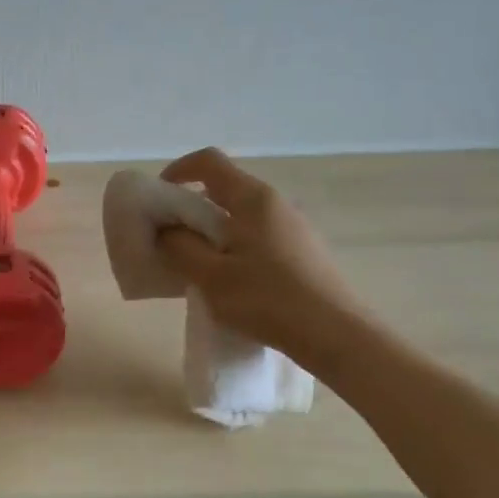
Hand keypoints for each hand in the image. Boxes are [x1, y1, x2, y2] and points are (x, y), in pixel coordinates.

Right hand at [157, 148, 372, 368]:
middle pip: (225, 188)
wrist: (338, 336)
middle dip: (191, 207)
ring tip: (198, 265)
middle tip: (172, 239)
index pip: (209, 161)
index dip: (178, 170)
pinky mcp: (304, 251)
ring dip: (212, 230)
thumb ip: (180, 247)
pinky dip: (234, 246)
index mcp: (252, 199)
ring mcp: (294, 227)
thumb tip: (167, 230)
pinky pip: (258, 236)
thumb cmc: (268, 300)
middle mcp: (276, 203)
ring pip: (242, 215)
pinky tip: (232, 282)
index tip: (160, 198)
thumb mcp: (210, 277)